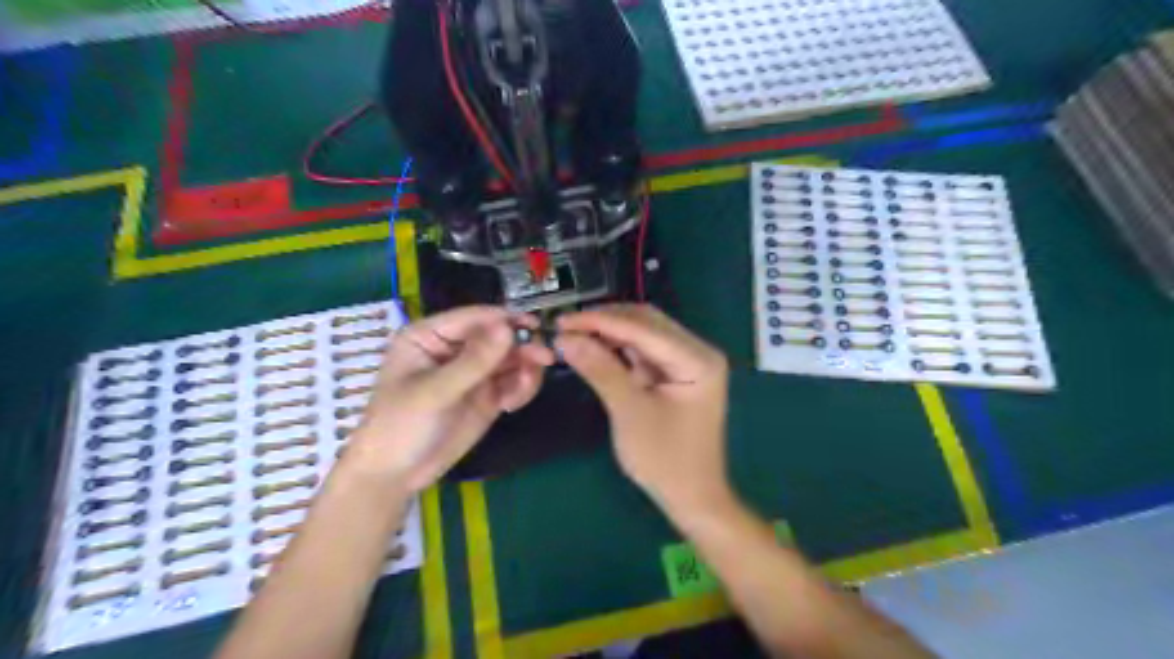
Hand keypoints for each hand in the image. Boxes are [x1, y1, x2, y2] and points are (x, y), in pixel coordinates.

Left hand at [346, 307, 556, 491]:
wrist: (395, 475)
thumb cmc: (400, 426)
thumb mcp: (435, 392)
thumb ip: (474, 361)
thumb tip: (507, 327)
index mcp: (430, 335)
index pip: (474, 318)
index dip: (504, 320)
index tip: (534, 326)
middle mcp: (455, 348)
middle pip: (498, 336)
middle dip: (521, 347)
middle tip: (545, 357)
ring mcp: (473, 372)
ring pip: (511, 358)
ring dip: (525, 369)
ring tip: (522, 390)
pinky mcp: (487, 394)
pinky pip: (513, 381)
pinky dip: (521, 388)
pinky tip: (512, 404)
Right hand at [556, 303, 730, 514]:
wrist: (692, 498)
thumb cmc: (665, 460)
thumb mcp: (629, 412)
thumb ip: (600, 370)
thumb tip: (564, 338)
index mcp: (698, 359)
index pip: (644, 327)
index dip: (600, 321)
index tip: (562, 320)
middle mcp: (698, 351)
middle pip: (647, 322)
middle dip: (605, 322)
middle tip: (565, 326)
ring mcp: (689, 361)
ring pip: (644, 333)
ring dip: (610, 333)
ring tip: (573, 335)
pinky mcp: (677, 372)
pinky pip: (644, 351)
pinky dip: (618, 349)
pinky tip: (594, 348)